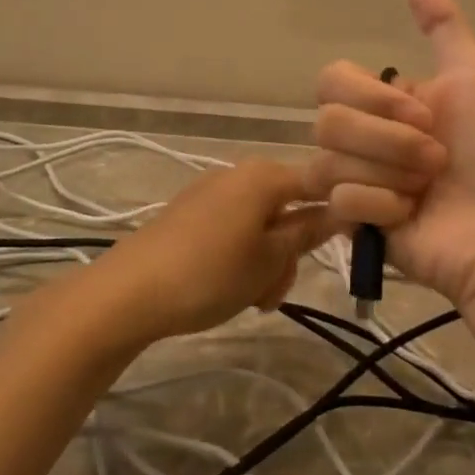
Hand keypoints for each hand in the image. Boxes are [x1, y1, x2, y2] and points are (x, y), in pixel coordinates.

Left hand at [89, 160, 336, 346]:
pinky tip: (228, 289)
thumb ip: (307, 232)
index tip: (345, 247)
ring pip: (260, 225)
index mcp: (263, 175)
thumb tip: (341, 210)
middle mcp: (237, 174)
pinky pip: (232, 230)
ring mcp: (210, 194)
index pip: (318, 183)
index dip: (335, 213)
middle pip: (287, 208)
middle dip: (289, 252)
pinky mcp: (188, 215)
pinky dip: (240, 258)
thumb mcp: (269, 259)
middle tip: (275, 291)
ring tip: (252, 300)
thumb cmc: (211, 273)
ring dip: (265, 262)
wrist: (129, 292)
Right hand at [312, 0, 474, 305]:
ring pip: (327, 161)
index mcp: (385, 103)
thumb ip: (442, 23)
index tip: (425, 115)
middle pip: (326, 121)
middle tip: (436, 159)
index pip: (331, 81)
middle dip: (389, 140)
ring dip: (389, 173)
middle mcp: (364, 138)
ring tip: (426, 191)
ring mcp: (356, 182)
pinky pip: (339, 201)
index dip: (373, 98)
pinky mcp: (353, 224)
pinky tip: (411, 216)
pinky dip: (382, 206)